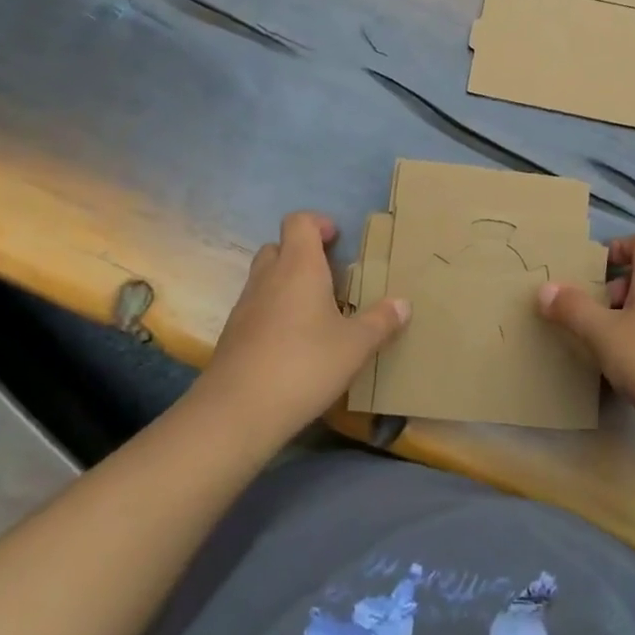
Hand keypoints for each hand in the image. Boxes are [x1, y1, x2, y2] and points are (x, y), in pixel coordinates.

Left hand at [201, 211, 409, 441]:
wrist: (236, 413)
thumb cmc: (303, 365)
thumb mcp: (355, 346)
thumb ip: (380, 321)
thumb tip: (403, 304)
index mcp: (298, 266)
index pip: (299, 221)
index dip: (318, 223)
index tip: (337, 240)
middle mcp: (268, 277)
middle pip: (278, 247)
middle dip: (302, 255)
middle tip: (330, 278)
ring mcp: (245, 306)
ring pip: (265, 278)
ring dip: (287, 285)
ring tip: (316, 314)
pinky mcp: (232, 336)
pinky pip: (256, 309)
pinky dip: (273, 314)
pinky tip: (294, 344)